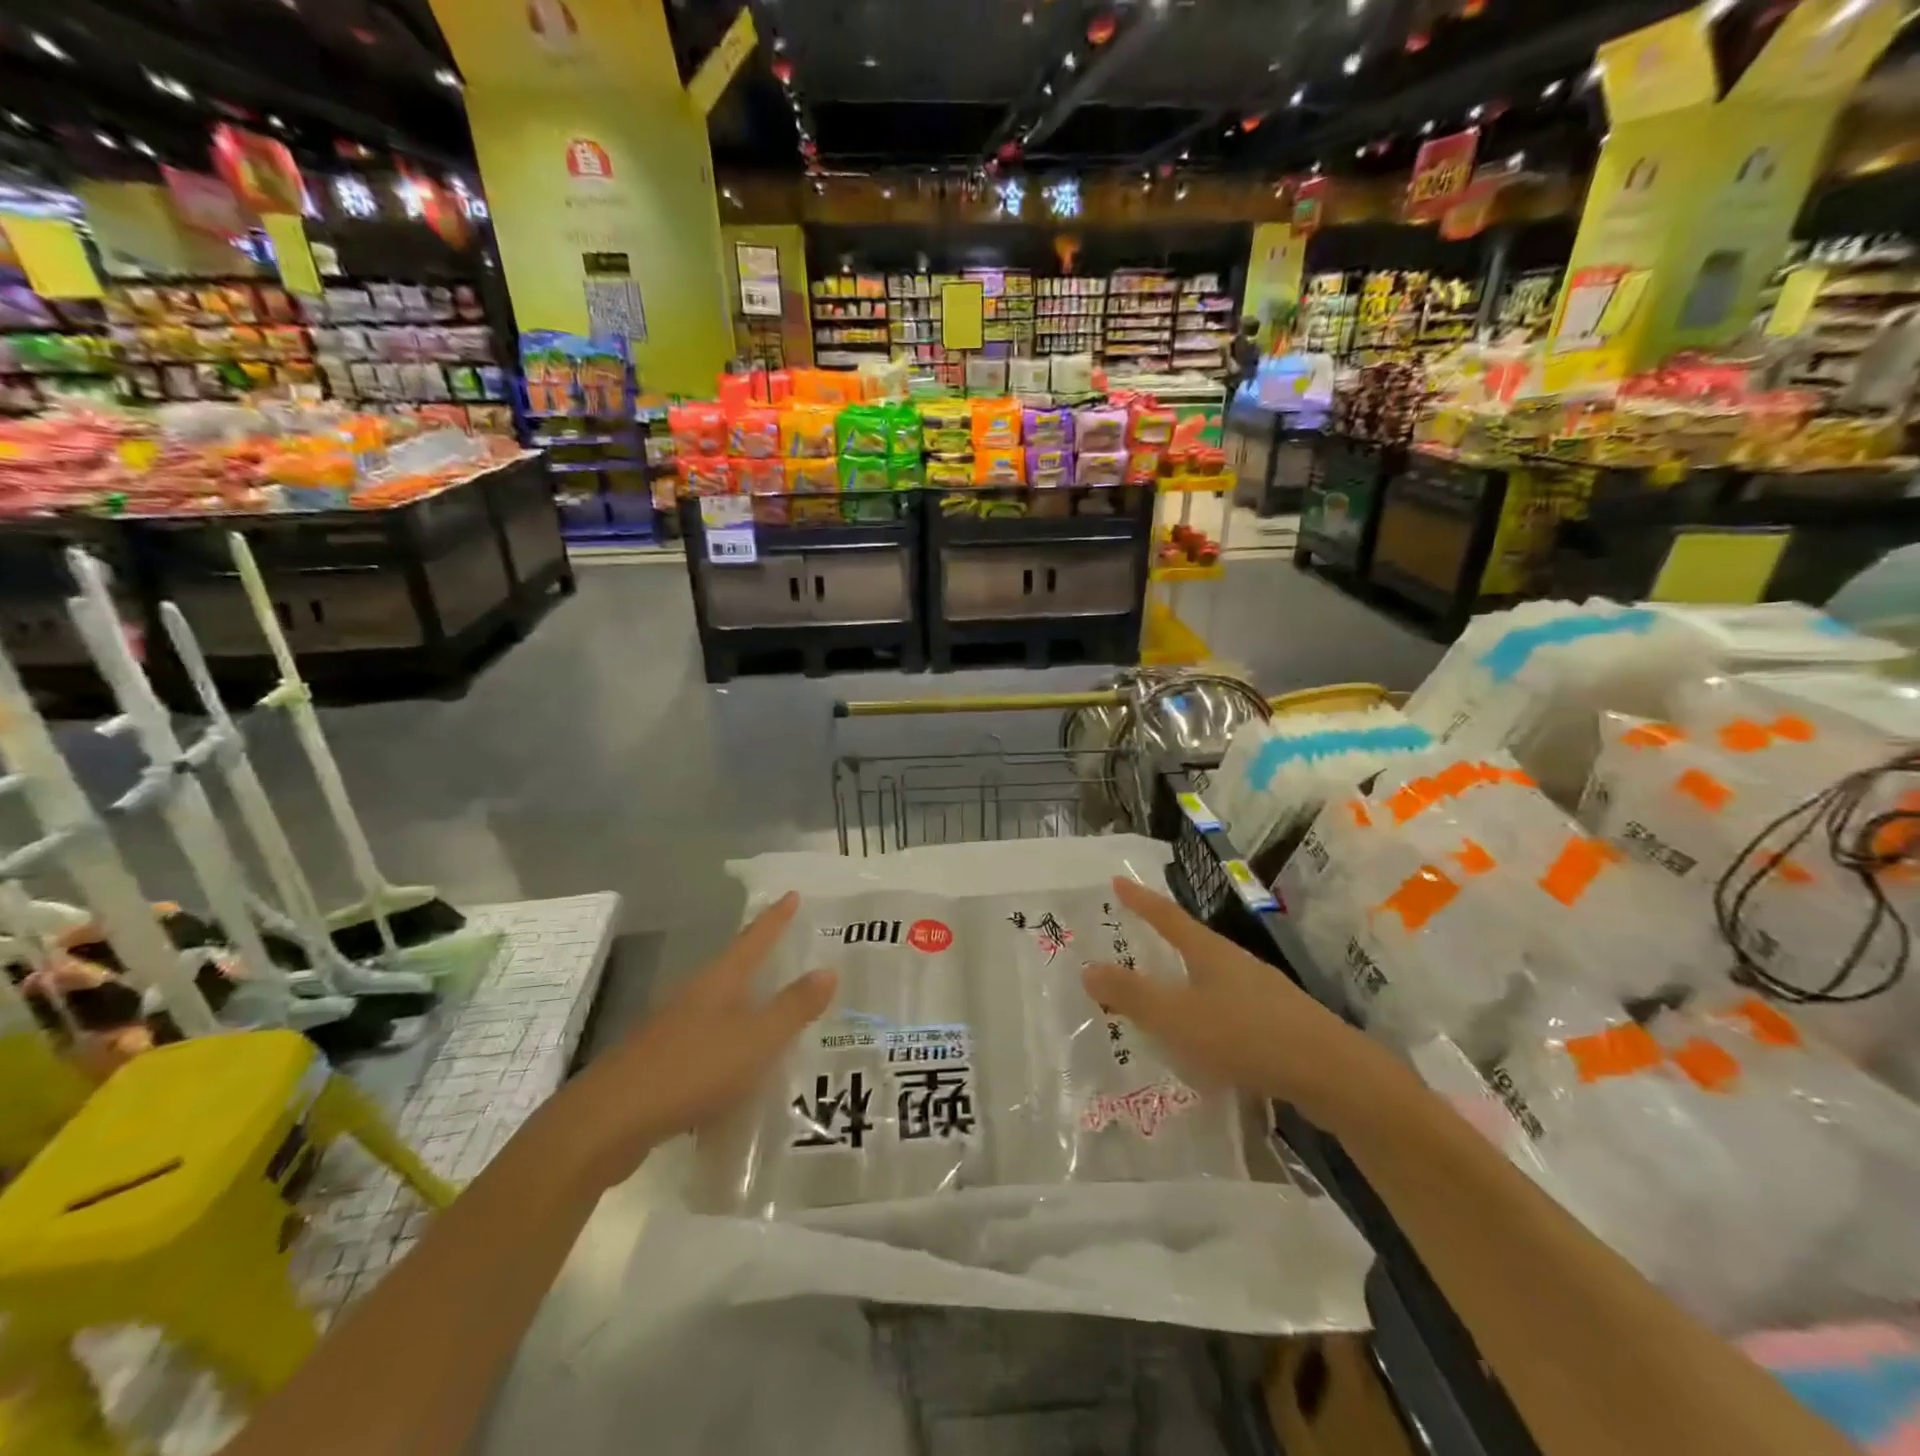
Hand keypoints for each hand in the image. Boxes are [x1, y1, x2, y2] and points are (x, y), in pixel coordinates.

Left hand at [550, 893, 834, 1190]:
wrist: (609, 1122)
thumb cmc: (691, 1070)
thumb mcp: (755, 1040)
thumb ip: (793, 1008)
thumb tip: (828, 970)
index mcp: (719, 982)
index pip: (754, 939)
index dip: (775, 918)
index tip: (792, 894)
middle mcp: (693, 997)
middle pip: (732, 970)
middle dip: (759, 962)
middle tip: (789, 955)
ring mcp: (671, 1029)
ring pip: (717, 1010)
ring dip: (744, 1010)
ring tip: (772, 1017)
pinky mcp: (658, 1064)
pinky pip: (704, 1047)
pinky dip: (726, 1051)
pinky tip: (738, 1076)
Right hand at [1082, 877, 1375, 1125]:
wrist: (1333, 1075)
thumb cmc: (1246, 1036)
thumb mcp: (1178, 1018)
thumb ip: (1132, 996)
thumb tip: (1088, 969)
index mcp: (1209, 952)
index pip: (1166, 916)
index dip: (1140, 900)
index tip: (1118, 880)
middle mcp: (1236, 963)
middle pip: (1191, 943)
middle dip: (1161, 939)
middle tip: (1132, 938)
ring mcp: (1261, 992)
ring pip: (1211, 977)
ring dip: (1183, 980)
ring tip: (1160, 995)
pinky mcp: (1278, 1023)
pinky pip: (1228, 1007)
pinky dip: (1204, 1012)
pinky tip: (1201, 1039)